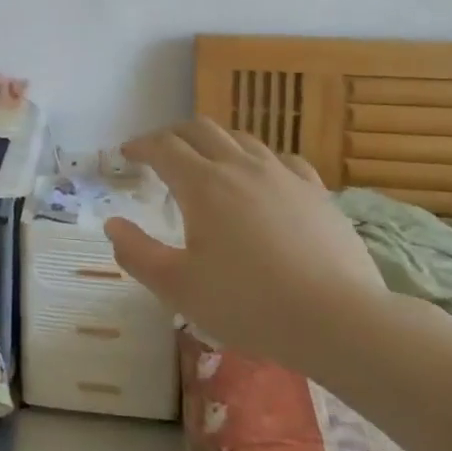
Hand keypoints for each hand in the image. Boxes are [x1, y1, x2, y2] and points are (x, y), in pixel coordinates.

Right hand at [105, 119, 387, 376]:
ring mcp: (283, 175)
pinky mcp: (317, 192)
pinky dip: (258, 159)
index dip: (140, 145)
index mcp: (202, 184)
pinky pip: (281, 159)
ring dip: (214, 142)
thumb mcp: (178, 287)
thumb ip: (137, 253)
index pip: (163, 147)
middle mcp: (240, 167)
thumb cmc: (248, 304)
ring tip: (205, 160)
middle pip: (200, 130)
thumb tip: (113, 226)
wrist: (338, 320)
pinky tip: (261, 176)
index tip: (126, 153)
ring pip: (241, 138)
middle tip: (159, 151)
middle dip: (173, 134)